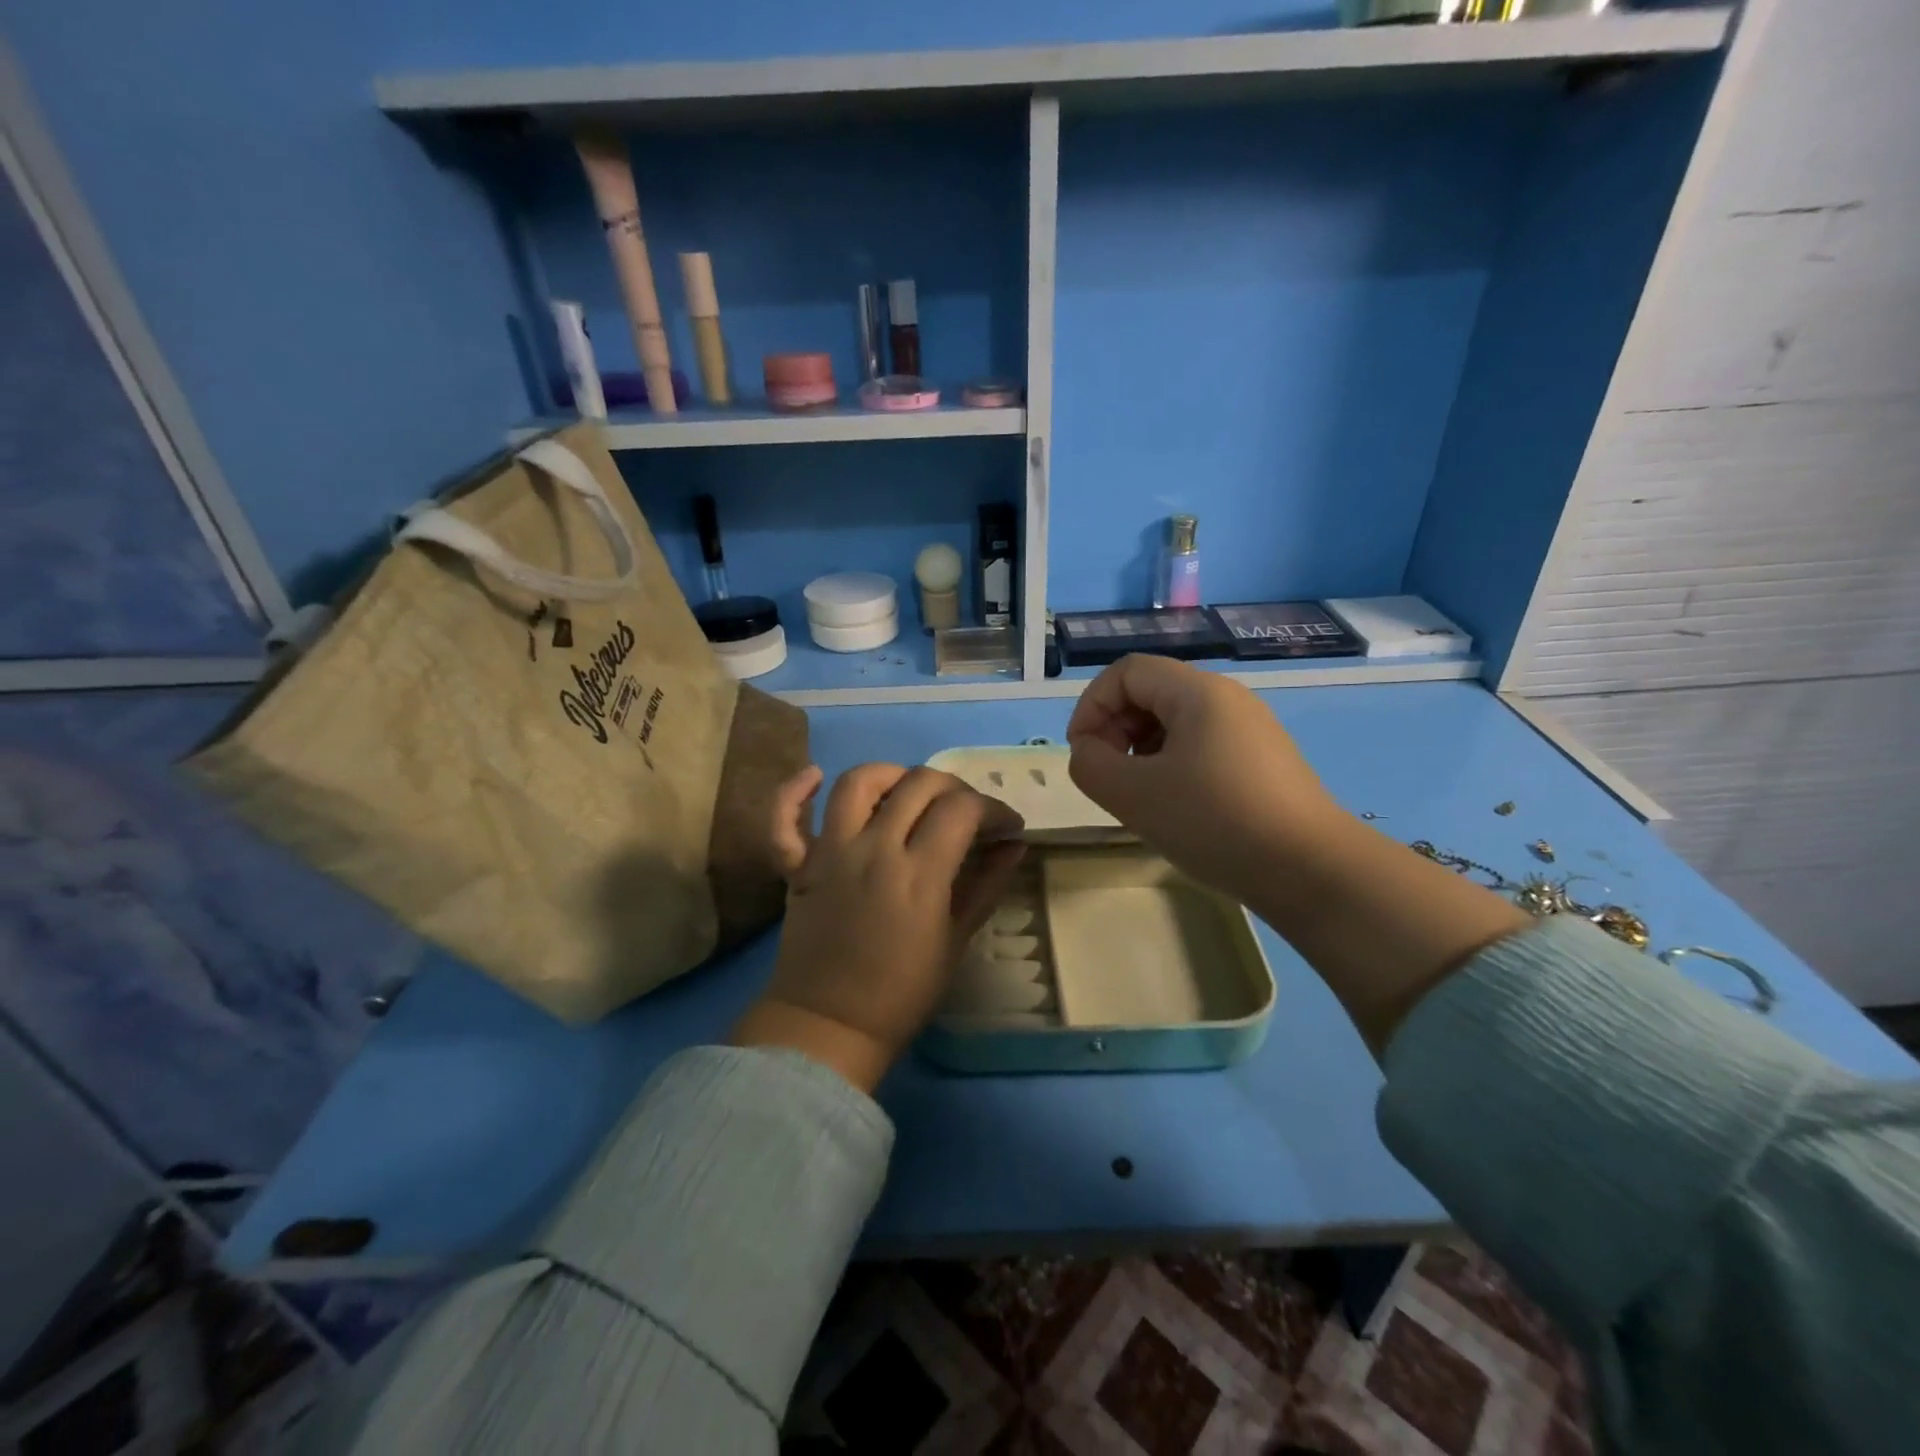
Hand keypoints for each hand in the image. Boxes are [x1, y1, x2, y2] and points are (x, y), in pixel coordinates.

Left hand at [732, 764, 1025, 1090]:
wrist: (829, 1025)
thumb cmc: (901, 993)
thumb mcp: (955, 941)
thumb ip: (986, 886)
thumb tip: (1014, 845)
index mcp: (919, 874)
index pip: (962, 809)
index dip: (993, 808)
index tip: (1006, 826)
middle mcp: (873, 849)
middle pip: (918, 784)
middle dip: (954, 788)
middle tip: (967, 812)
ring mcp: (829, 852)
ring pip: (858, 782)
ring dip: (891, 775)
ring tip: (908, 791)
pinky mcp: (798, 864)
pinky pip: (785, 817)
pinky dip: (795, 791)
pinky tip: (815, 775)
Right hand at [1065, 655, 1341, 905]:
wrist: (1312, 871)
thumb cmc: (1215, 823)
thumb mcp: (1133, 795)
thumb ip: (1090, 764)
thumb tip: (1090, 752)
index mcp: (1197, 692)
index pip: (1125, 672)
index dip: (1092, 706)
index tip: (1083, 754)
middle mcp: (1227, 698)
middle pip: (1150, 692)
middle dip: (1115, 729)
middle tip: (1109, 778)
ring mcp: (1250, 729)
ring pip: (1174, 722)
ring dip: (1141, 751)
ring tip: (1140, 797)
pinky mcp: (1262, 760)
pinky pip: (1200, 746)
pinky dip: (1171, 765)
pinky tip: (1175, 807)